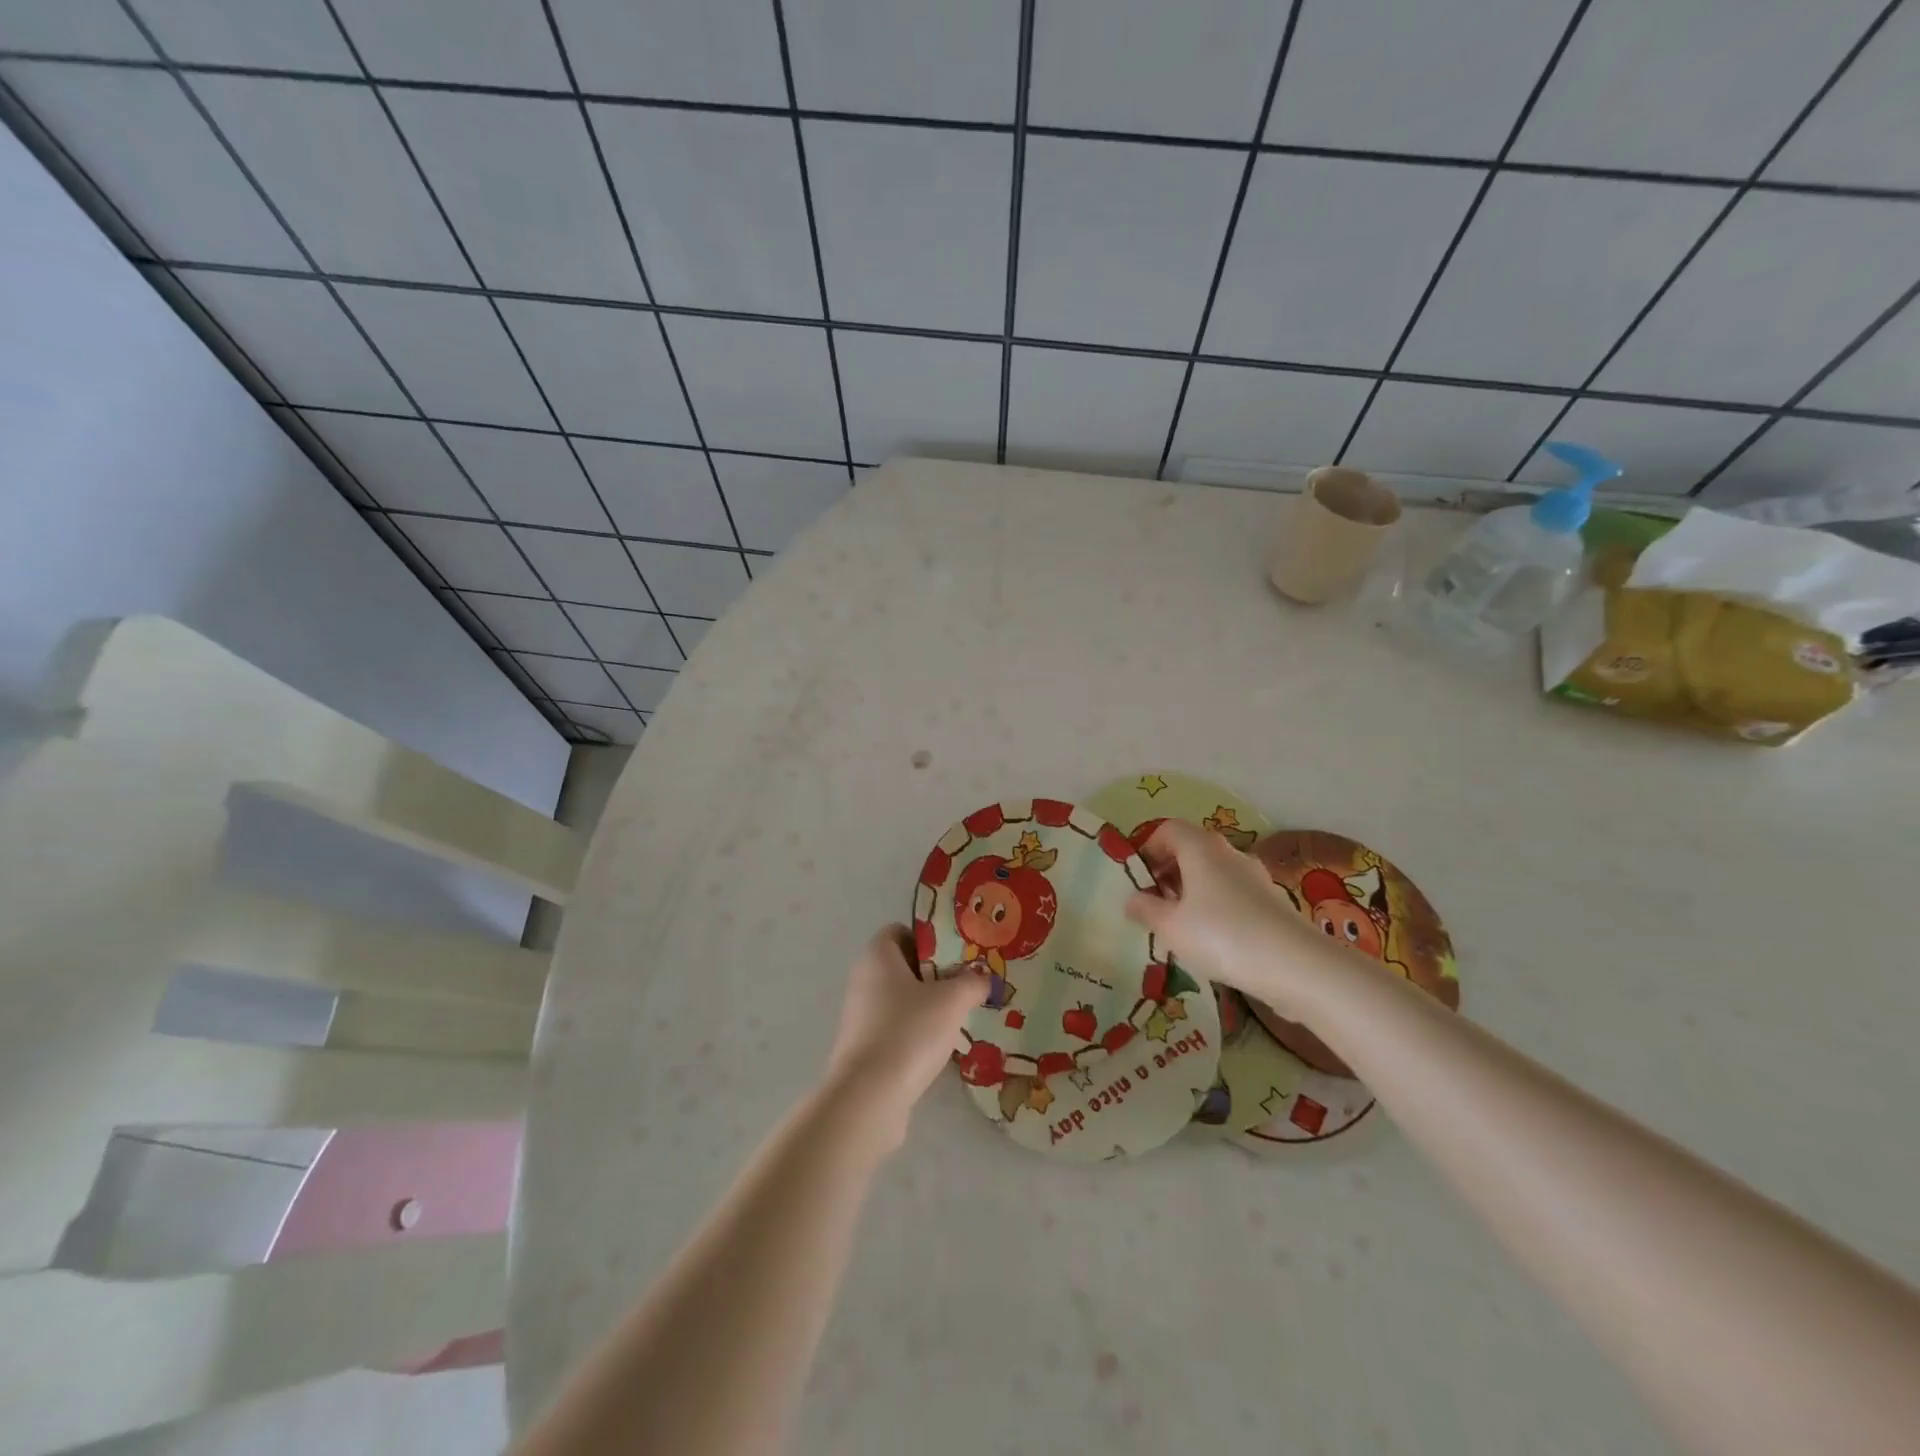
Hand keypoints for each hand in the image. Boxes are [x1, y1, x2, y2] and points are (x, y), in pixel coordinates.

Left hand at [821, 925, 986, 1149]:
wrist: (869, 1097)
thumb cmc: (909, 1031)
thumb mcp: (952, 1000)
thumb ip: (972, 982)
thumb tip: (984, 979)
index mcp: (877, 956)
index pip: (901, 931)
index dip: (930, 938)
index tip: (958, 954)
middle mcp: (863, 979)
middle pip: (903, 966)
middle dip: (936, 974)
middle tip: (968, 984)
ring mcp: (860, 1016)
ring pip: (901, 999)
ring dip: (928, 1006)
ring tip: (961, 1017)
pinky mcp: (864, 1048)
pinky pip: (896, 1028)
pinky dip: (917, 1032)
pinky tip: (941, 1047)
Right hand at [1123, 820, 1346, 1017]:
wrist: (1296, 966)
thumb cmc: (1221, 936)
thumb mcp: (1170, 927)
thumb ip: (1145, 910)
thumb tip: (1132, 899)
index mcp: (1201, 848)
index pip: (1168, 829)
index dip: (1148, 848)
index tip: (1138, 878)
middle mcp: (1229, 853)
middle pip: (1191, 849)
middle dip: (1168, 872)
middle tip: (1154, 903)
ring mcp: (1256, 877)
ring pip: (1214, 873)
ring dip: (1192, 891)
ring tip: (1181, 926)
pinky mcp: (1272, 902)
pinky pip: (1233, 894)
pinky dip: (1216, 907)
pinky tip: (1213, 940)